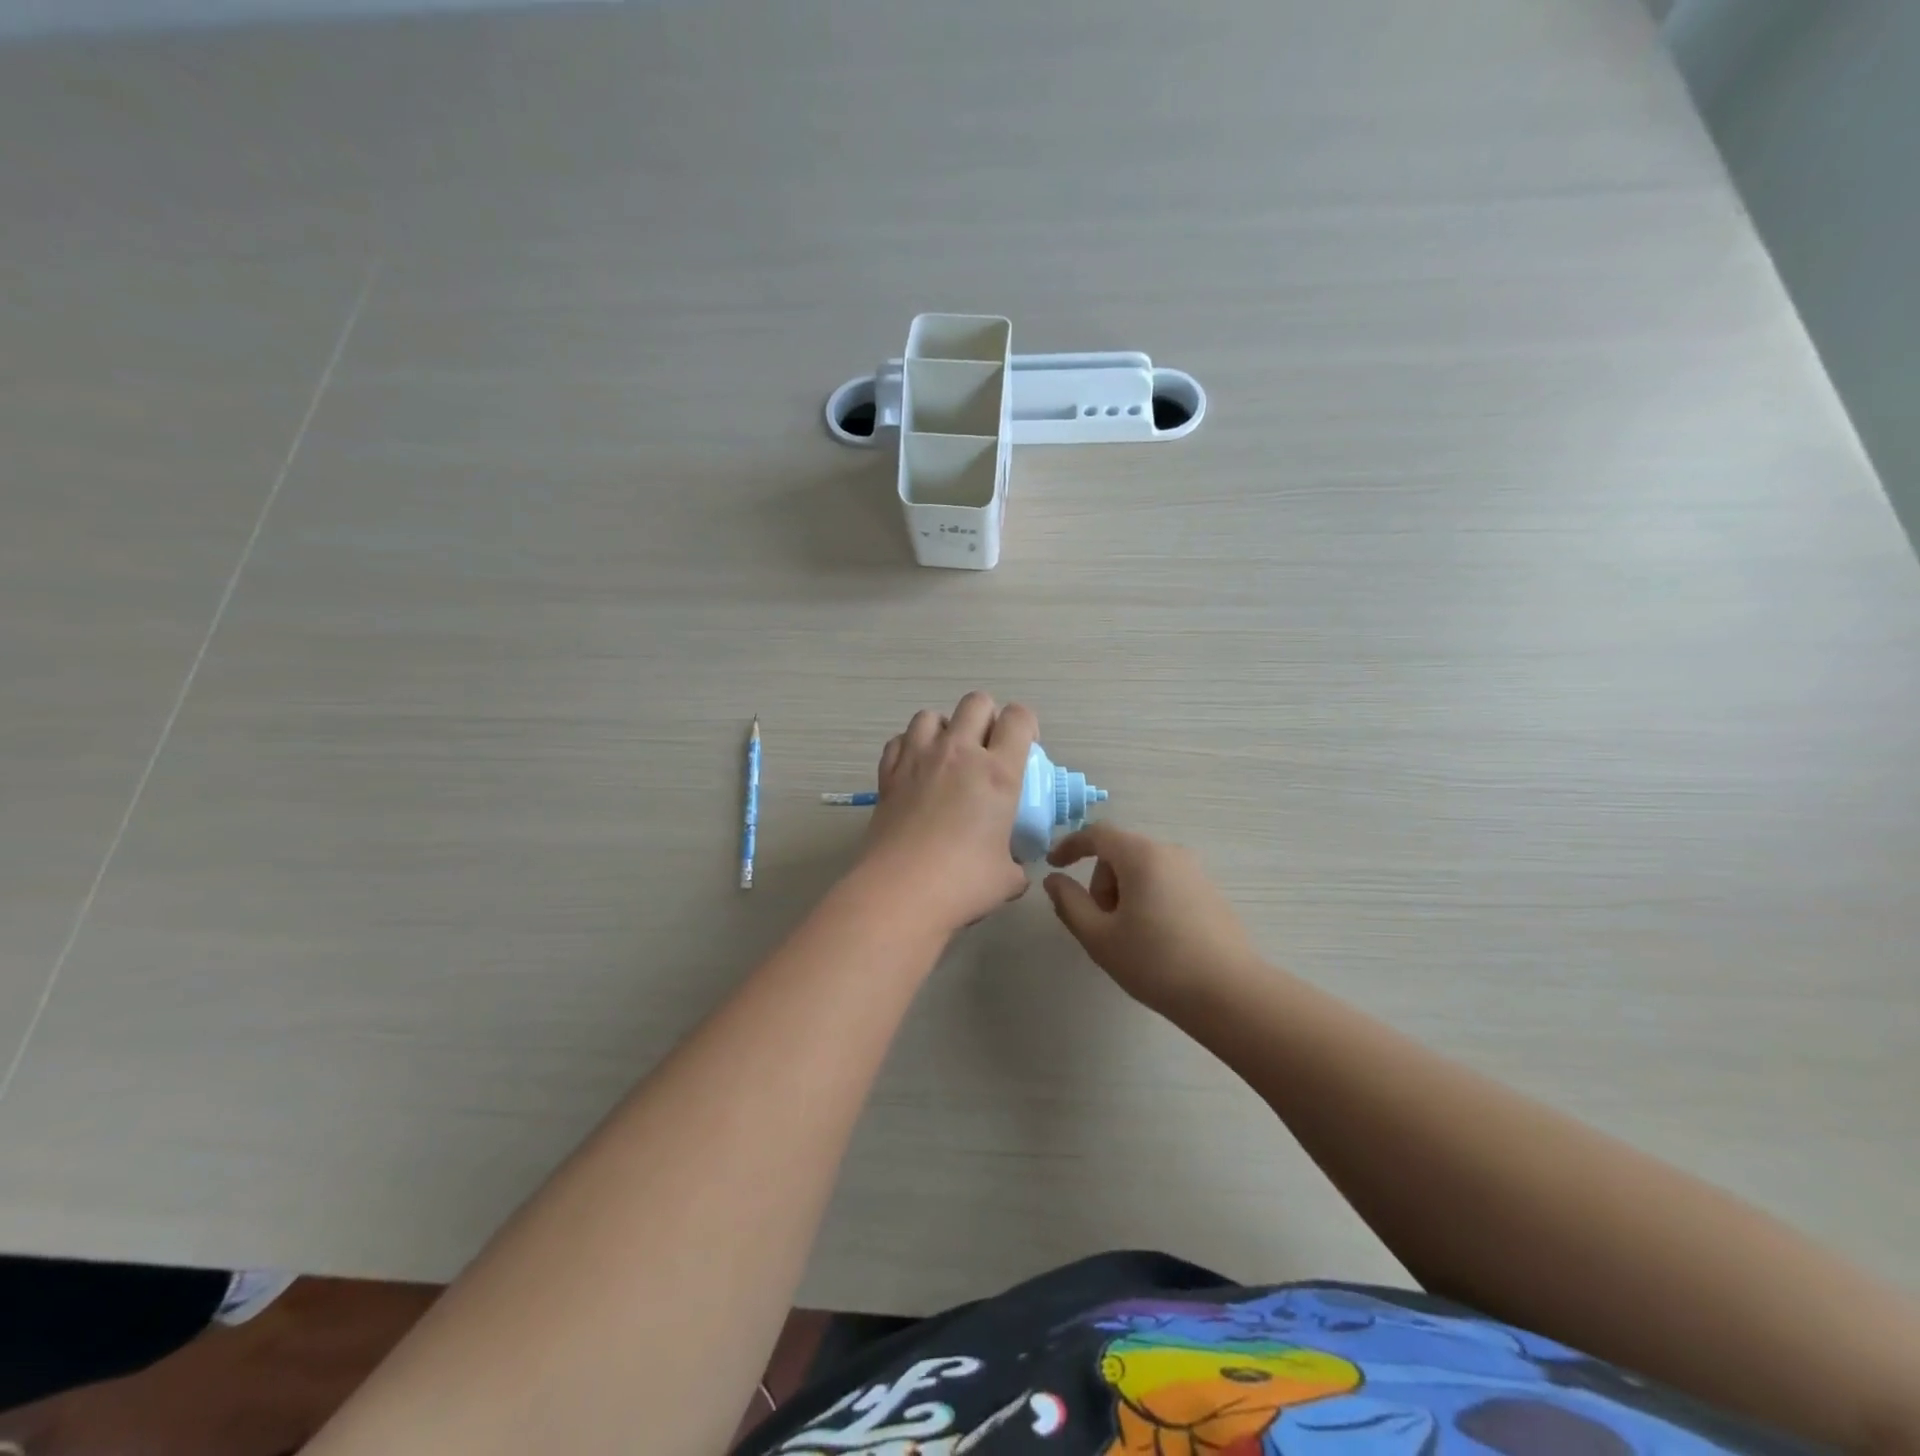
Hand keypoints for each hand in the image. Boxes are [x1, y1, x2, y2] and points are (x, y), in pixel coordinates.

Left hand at [856, 691, 1037, 935]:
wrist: (900, 892)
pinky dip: (910, 747)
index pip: (1019, 718)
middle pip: (976, 702)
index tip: (1025, 748)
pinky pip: (899, 740)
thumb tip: (1011, 868)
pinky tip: (915, 771)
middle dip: (987, 717)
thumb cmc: (963, 883)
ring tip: (947, 757)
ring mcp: (918, 758)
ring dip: (944, 728)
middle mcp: (958, 753)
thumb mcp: (1007, 877)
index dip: (1026, 725)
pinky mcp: (888, 773)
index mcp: (998, 772)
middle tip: (987, 749)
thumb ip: (1014, 863)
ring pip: (932, 715)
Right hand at [1043, 824, 1259, 1013]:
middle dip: (1101, 882)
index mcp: (1141, 856)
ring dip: (1124, 893)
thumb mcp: (1099, 936)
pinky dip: (1148, 899)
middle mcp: (1170, 853)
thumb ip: (1069, 902)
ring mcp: (1195, 872)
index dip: (1070, 846)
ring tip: (1129, 937)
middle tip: (1101, 924)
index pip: (1097, 834)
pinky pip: (1165, 882)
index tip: (1053, 866)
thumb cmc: (1156, 962)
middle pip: (1120, 853)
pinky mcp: (1210, 892)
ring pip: (1143, 869)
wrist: (1229, 994)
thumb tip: (1054, 880)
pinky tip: (1156, 940)